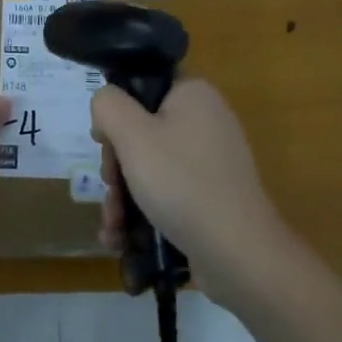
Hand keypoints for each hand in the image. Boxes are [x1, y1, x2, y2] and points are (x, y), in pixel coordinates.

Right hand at [91, 78, 287, 307]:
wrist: (239, 255)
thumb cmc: (182, 183)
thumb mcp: (132, 135)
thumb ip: (108, 105)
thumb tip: (105, 105)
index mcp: (193, 94)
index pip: (142, 86)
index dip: (117, 111)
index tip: (103, 142)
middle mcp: (206, 120)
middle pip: (142, 131)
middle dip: (116, 165)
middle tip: (109, 187)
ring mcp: (211, 162)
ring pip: (151, 166)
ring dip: (124, 195)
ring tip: (112, 226)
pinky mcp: (212, 198)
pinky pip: (168, 193)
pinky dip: (143, 212)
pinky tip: (122, 239)